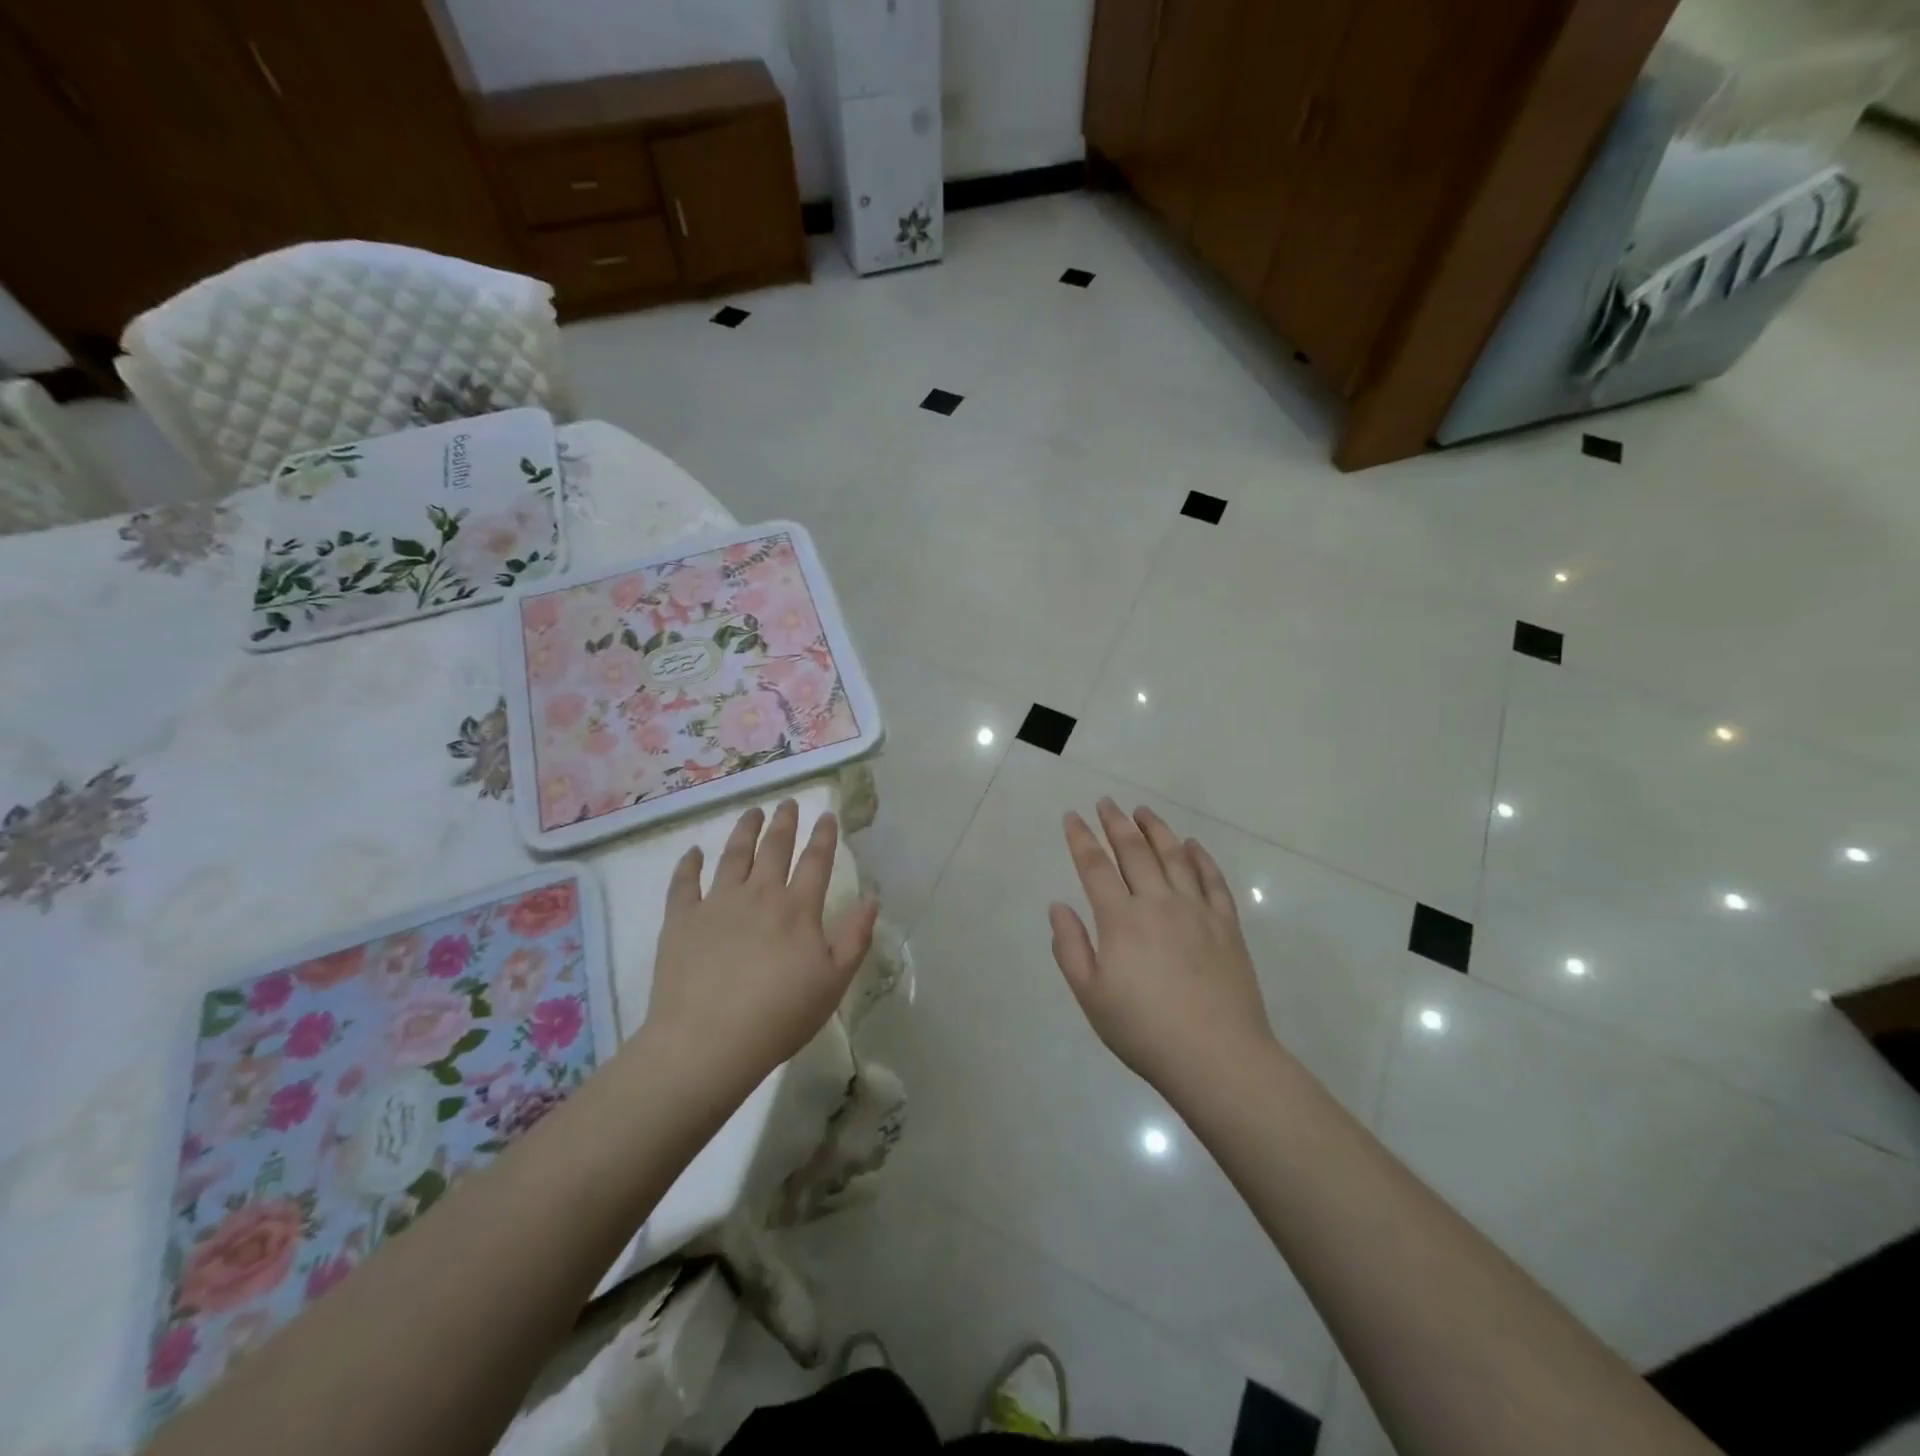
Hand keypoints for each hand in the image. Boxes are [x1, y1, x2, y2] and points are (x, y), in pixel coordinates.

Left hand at [644, 800, 877, 1091]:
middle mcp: (759, 894)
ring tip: (752, 812)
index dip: (823, 836)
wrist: (708, 1042)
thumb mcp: (834, 981)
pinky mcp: (681, 920)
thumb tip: (872, 898)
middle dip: (784, 822)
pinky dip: (689, 864)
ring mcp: (717, 904)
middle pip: (774, 848)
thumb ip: (855, 937)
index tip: (827, 815)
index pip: (816, 861)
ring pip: (733, 856)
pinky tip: (693, 852)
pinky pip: (684, 883)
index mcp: (798, 909)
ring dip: (744, 830)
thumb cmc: (780, 1016)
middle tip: (787, 803)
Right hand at [1050, 799, 1273, 1095]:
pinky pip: (1212, 880)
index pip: (1095, 867)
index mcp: (1121, 919)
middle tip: (1106, 803)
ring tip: (1143, 812)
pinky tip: (1192, 845)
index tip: (1072, 816)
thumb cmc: (1144, 1030)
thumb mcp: (1091, 996)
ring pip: (1174, 856)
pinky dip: (1200, 857)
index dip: (1081, 839)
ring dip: (1156, 829)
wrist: (1217, 1056)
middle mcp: (1158, 903)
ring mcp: (1197, 910)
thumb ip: (1070, 947)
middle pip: (1134, 851)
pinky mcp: (1227, 924)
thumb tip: (1058, 906)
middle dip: (1116, 823)